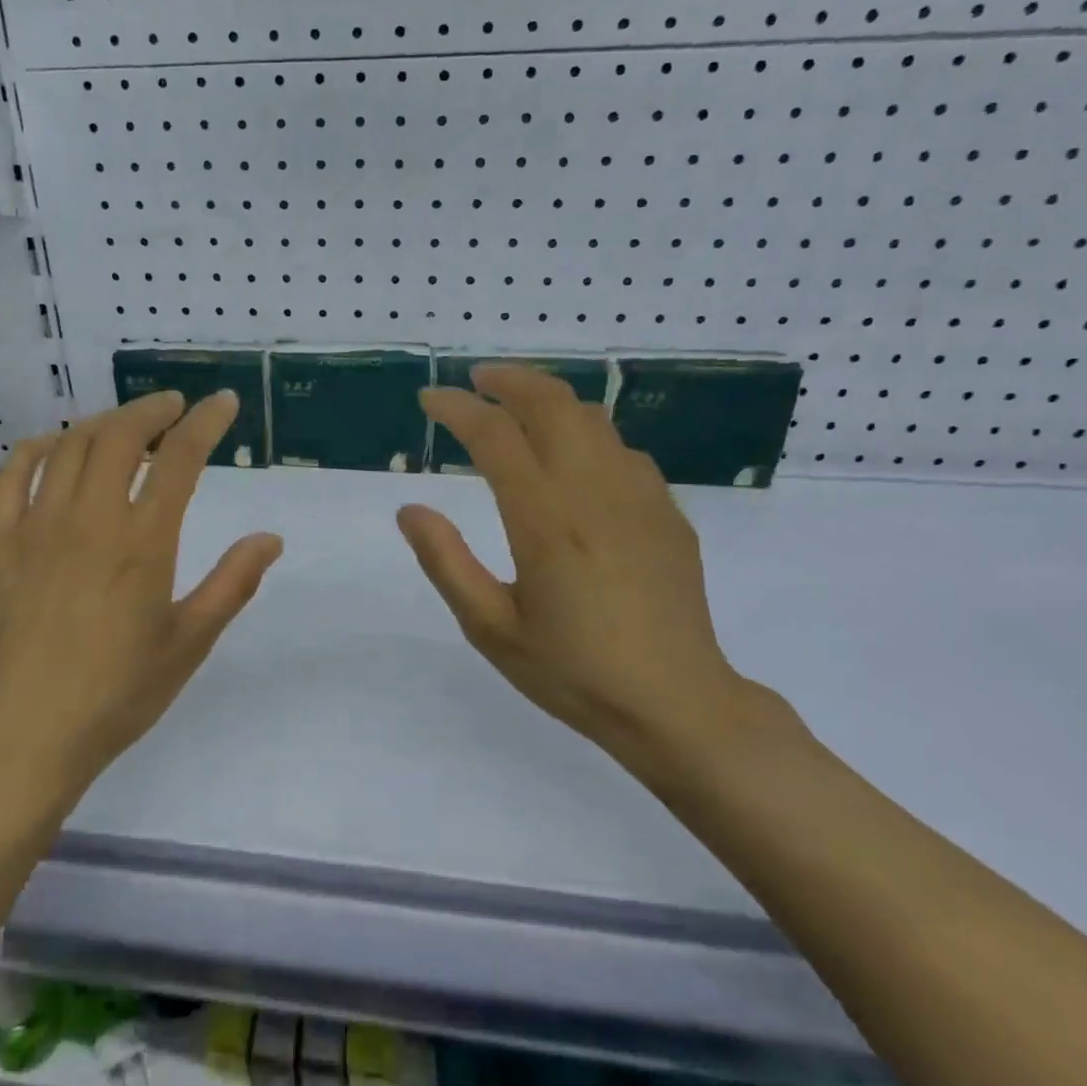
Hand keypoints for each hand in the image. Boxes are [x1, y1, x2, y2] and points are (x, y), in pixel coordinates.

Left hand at [0, 390, 282, 803]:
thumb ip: (232, 584)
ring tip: (123, 426)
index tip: (222, 403)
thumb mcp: (189, 643)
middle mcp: (87, 519)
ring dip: (101, 424)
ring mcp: (35, 527)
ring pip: (67, 447)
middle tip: (173, 408)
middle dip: (152, 410)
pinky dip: (33, 450)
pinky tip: (49, 448)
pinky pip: (9, 477)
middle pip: (119, 436)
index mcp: (141, 542)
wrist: (27, 734)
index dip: (205, 423)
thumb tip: (269, 539)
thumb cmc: (118, 693)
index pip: (179, 459)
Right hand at [396, 365, 796, 772]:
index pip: (495, 436)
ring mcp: (639, 497)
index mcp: (545, 520)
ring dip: (548, 399)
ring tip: (516, 406)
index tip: (429, 400)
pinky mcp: (666, 512)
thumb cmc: (573, 672)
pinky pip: (621, 449)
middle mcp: (594, 492)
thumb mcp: (490, 628)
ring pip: (591, 417)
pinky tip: (572, 456)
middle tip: (474, 382)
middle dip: (507, 380)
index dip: (457, 409)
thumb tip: (410, 509)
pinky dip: (585, 433)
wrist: (676, 705)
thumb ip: (446, 562)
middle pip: (551, 403)